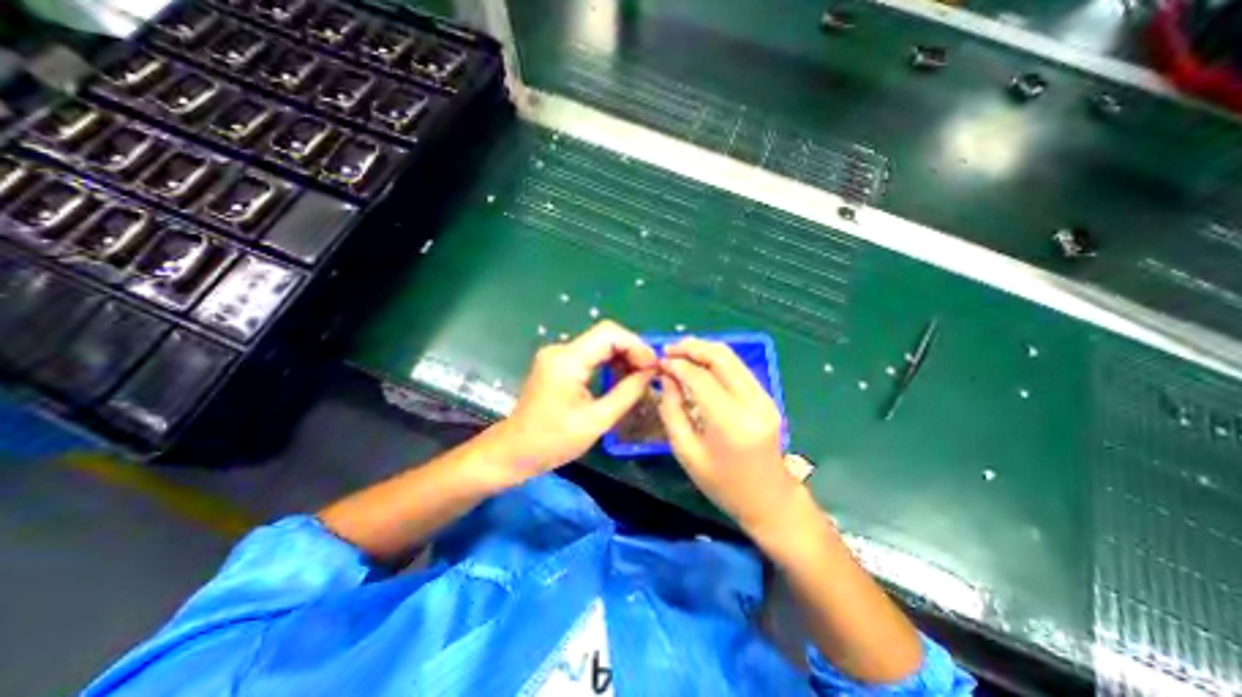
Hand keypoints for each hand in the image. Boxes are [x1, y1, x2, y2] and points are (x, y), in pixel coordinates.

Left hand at [487, 319, 657, 487]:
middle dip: (632, 351)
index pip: (609, 334)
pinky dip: (609, 364)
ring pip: (600, 345)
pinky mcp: (558, 364)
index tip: (653, 365)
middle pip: (605, 336)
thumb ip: (627, 393)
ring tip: (641, 377)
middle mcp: (561, 350)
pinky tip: (622, 378)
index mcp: (567, 360)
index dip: (636, 345)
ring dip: (622, 357)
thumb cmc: (553, 441)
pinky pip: (590, 355)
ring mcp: (558, 356)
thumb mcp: (596, 420)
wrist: (514, 451)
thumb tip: (651, 373)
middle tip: (651, 373)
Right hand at [654, 340, 799, 536]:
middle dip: (692, 347)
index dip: (677, 365)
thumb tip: (666, 377)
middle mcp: (753, 404)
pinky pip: (739, 368)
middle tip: (669, 348)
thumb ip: (672, 411)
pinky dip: (717, 360)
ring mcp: (765, 398)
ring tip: (681, 351)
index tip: (660, 362)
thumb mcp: (687, 453)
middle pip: (721, 358)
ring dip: (705, 349)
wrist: (770, 500)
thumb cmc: (723, 485)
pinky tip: (700, 364)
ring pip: (733, 358)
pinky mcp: (767, 397)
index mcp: (731, 424)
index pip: (701, 379)